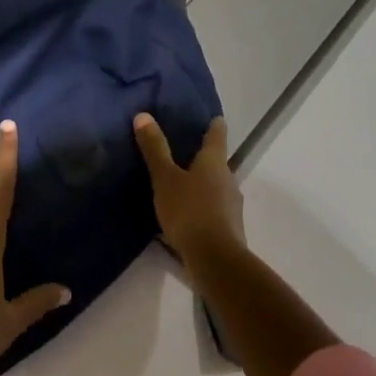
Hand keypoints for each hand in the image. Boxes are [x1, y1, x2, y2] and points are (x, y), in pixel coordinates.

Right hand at [134, 114, 241, 266]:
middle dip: (203, 156)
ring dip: (203, 183)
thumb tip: (143, 115)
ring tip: (182, 184)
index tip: (211, 117)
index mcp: (214, 161)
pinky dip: (203, 205)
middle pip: (218, 161)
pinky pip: (214, 208)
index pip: (217, 134)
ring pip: (217, 186)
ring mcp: (232, 205)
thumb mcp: (165, 178)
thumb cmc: (189, 211)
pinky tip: (187, 213)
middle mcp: (228, 179)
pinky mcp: (229, 227)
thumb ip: (155, 149)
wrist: (215, 261)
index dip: (214, 124)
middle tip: (185, 151)